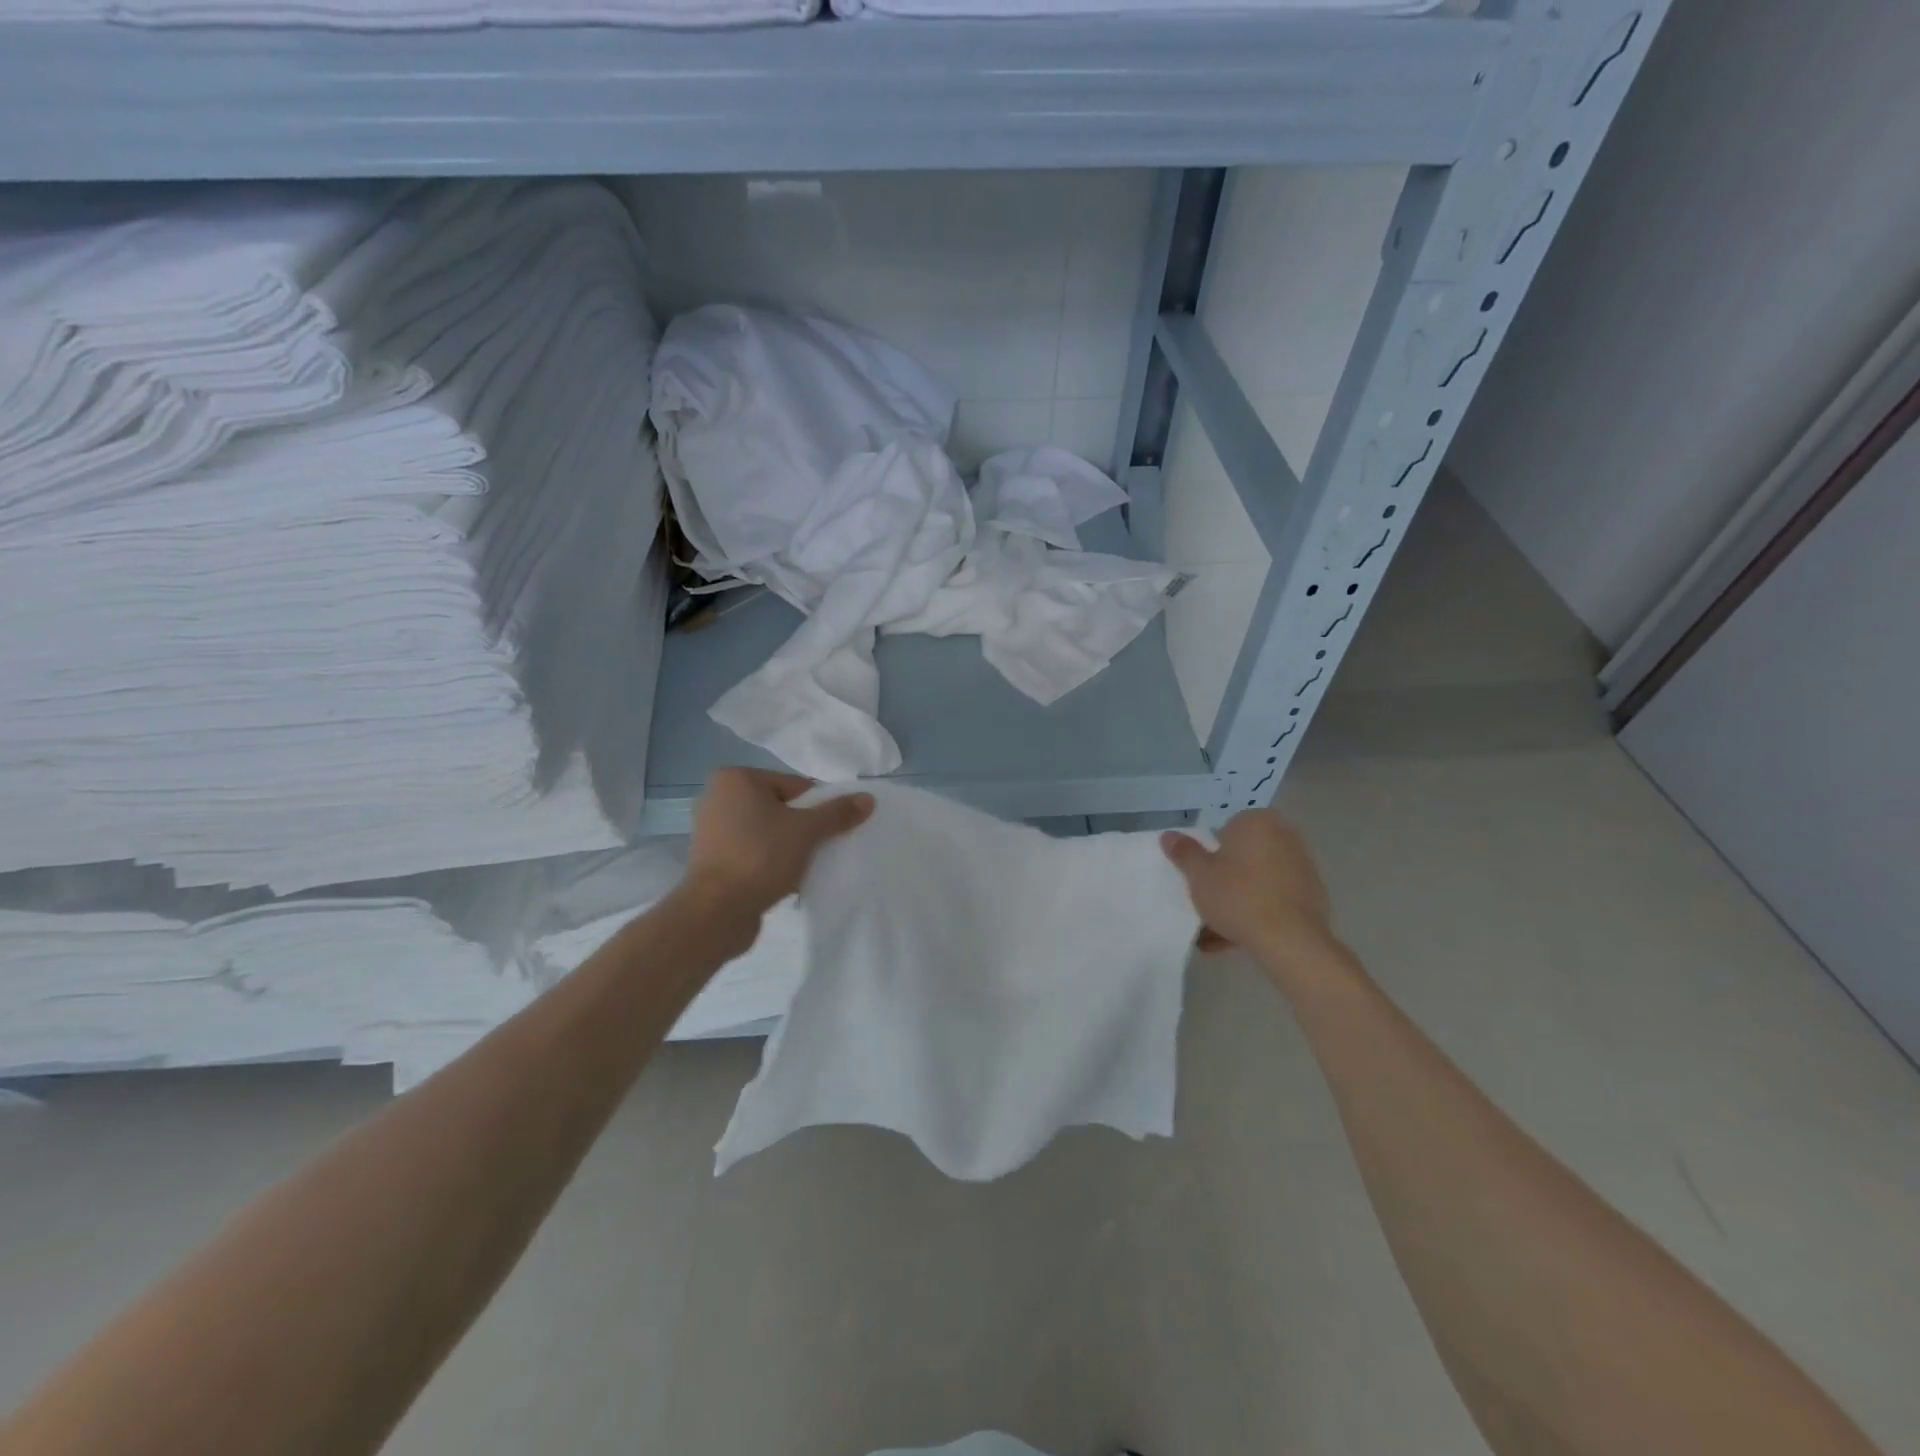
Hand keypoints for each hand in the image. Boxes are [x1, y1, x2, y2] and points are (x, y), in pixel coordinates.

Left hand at [682, 767, 874, 920]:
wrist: (716, 912)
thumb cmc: (760, 857)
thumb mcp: (807, 831)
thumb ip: (838, 812)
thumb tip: (868, 798)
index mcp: (736, 779)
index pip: (795, 786)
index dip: (818, 808)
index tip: (828, 832)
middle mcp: (718, 797)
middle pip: (781, 807)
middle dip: (803, 828)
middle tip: (820, 849)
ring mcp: (712, 829)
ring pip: (768, 831)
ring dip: (789, 847)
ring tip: (803, 867)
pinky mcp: (712, 858)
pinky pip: (753, 851)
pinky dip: (770, 861)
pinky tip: (785, 879)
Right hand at [1161, 809, 1338, 962]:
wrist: (1290, 940)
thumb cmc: (1238, 896)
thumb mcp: (1199, 874)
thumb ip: (1184, 852)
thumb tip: (1169, 835)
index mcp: (1257, 822)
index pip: (1227, 828)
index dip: (1212, 851)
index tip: (1203, 874)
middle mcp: (1284, 836)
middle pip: (1245, 855)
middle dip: (1227, 876)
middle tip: (1208, 899)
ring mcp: (1302, 866)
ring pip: (1259, 880)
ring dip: (1240, 899)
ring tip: (1217, 930)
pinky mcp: (1313, 895)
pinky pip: (1276, 899)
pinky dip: (1259, 913)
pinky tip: (1240, 938)